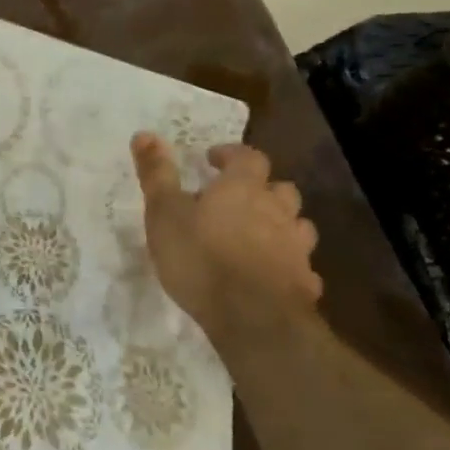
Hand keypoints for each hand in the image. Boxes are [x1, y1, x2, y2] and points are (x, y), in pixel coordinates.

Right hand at [132, 135, 321, 334]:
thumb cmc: (199, 256)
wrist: (251, 316)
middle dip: (261, 189)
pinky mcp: (305, 282)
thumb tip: (144, 133)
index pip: (248, 157)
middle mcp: (277, 210)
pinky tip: (270, 274)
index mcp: (243, 188)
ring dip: (280, 224)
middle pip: (280, 189)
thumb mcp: (163, 212)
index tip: (212, 160)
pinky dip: (286, 263)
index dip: (231, 155)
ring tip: (256, 236)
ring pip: (297, 225)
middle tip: (236, 199)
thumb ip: (156, 174)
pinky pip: (300, 264)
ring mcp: (296, 247)